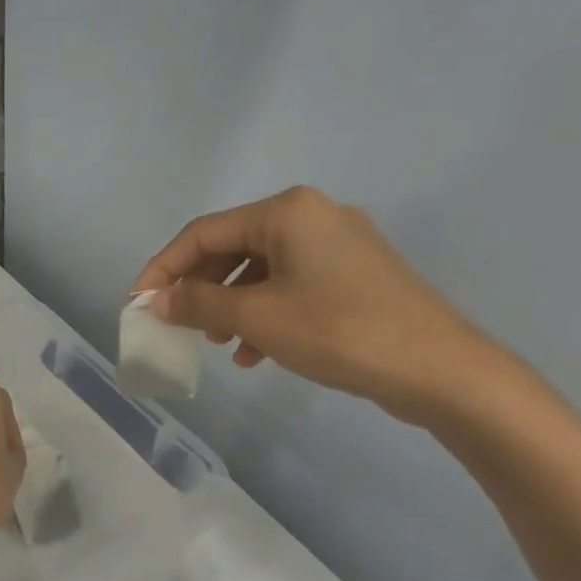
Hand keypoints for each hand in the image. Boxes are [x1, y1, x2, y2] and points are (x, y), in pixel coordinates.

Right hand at [132, 187, 502, 423]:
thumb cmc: (339, 331)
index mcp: (286, 211)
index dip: (164, 267)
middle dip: (199, 288)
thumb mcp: (256, 317)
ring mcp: (338, 244)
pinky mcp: (355, 274)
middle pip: (232, 247)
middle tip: (178, 324)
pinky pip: (291, 284)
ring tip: (218, 342)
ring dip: (230, 304)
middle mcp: (312, 215)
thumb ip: (198, 304)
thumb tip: (155, 299)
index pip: (203, 233)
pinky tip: (255, 352)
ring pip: (260, 269)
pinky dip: (264, 312)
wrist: (441, 369)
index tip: (139, 301)